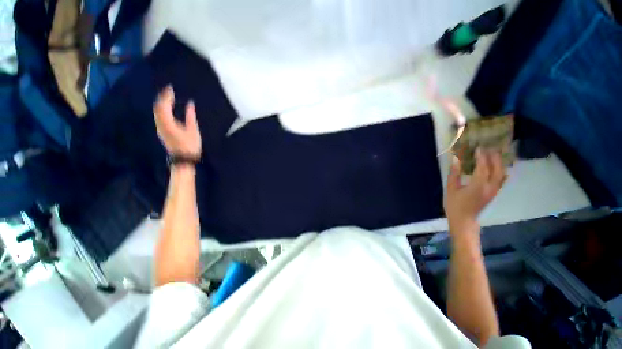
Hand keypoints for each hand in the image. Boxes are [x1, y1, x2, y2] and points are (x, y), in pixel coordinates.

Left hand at [154, 85, 201, 158]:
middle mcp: (161, 124)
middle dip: (162, 97)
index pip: (163, 106)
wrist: (183, 159)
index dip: (166, 96)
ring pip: (157, 112)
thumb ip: (190, 116)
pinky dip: (162, 109)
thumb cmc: (190, 145)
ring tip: (168, 97)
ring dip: (161, 103)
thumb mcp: (193, 130)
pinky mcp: (161, 131)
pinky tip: (167, 108)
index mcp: (168, 124)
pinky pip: (158, 116)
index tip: (170, 88)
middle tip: (169, 90)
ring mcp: (160, 128)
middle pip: (157, 108)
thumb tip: (190, 103)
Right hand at [445, 149, 505, 234]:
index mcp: (478, 186)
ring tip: (494, 154)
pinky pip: (501, 179)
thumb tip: (456, 159)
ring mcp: (493, 190)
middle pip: (496, 169)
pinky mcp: (493, 193)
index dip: (481, 157)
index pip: (483, 168)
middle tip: (489, 147)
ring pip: (501, 174)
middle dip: (494, 157)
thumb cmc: (454, 205)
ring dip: (499, 163)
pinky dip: (501, 171)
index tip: (479, 148)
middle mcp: (489, 187)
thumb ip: (454, 174)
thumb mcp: (450, 189)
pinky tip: (499, 166)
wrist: (464, 220)